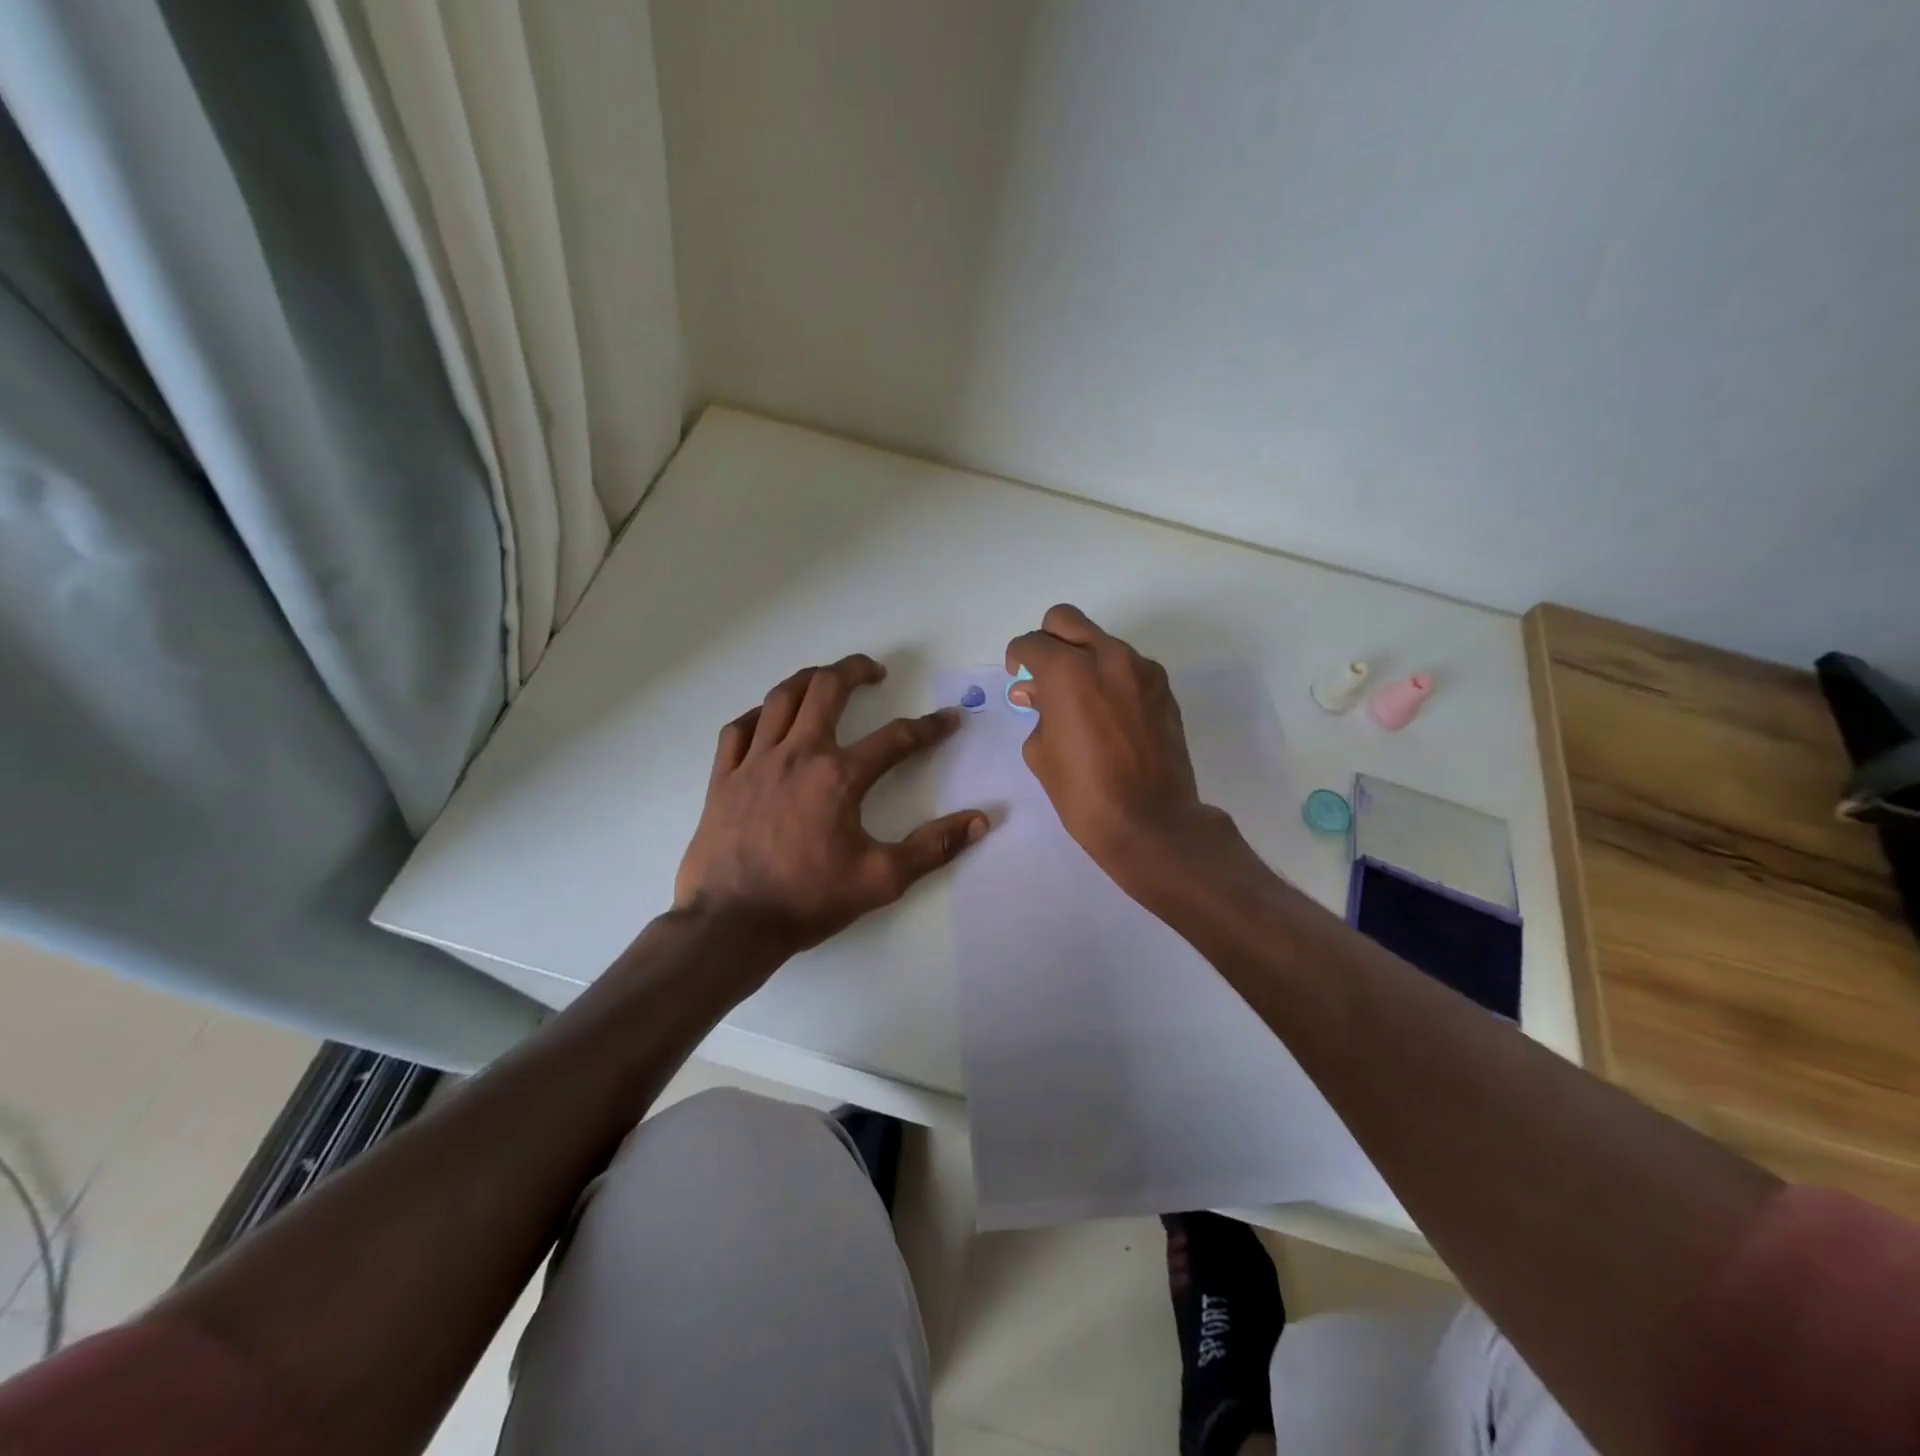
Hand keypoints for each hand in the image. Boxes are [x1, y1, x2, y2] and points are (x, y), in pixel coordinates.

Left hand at [675, 654, 988, 954]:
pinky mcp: (724, 777)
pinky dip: (759, 714)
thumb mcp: (881, 879)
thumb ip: (933, 847)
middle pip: (827, 689)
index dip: (929, 727)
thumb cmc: (808, 900)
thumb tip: (981, 820)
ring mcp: (755, 762)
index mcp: (838, 776)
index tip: (949, 719)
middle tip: (874, 672)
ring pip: (781, 698)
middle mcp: (797, 755)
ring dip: (808, 679)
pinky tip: (769, 719)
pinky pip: (739, 728)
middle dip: (855, 670)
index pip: (896, 738)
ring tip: (825, 678)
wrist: (731, 924)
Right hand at [1006, 605, 1232, 886]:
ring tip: (1078, 699)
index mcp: (1068, 672)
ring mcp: (1141, 669)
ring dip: (1083, 658)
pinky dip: (1110, 677)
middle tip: (1043, 673)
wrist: (1151, 822)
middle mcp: (1108, 657)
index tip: (1018, 677)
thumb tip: (1036, 692)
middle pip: (1066, 620)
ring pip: (1101, 641)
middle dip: (1048, 641)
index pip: (1032, 643)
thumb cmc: (1084, 793)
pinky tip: (1107, 712)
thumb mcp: (1040, 752)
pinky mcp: (1163, 687)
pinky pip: (1127, 666)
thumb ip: (1036, 710)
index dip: (1018, 658)